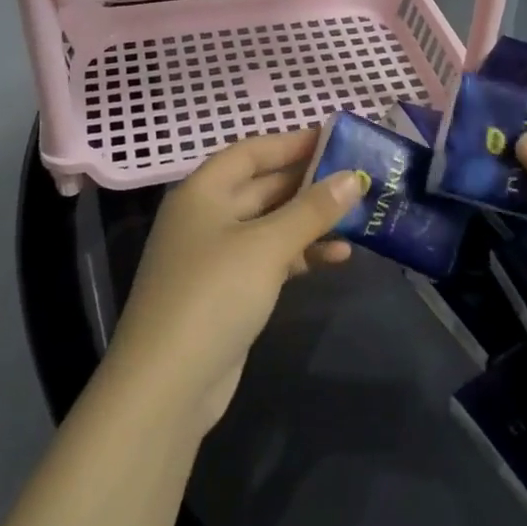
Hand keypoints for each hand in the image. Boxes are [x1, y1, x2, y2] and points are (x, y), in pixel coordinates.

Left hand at [106, 130, 363, 433]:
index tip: (337, 139)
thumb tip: (353, 177)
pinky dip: (301, 254)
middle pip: (263, 186)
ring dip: (311, 221)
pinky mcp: (229, 291)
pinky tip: (338, 257)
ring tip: (358, 217)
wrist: (168, 386)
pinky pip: (271, 258)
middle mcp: (207, 216)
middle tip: (358, 178)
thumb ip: (312, 209)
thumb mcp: (267, 246)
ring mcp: (217, 256)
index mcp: (203, 192)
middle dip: (309, 183)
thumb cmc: (213, 295)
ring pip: (271, 224)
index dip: (292, 142)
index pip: (252, 151)